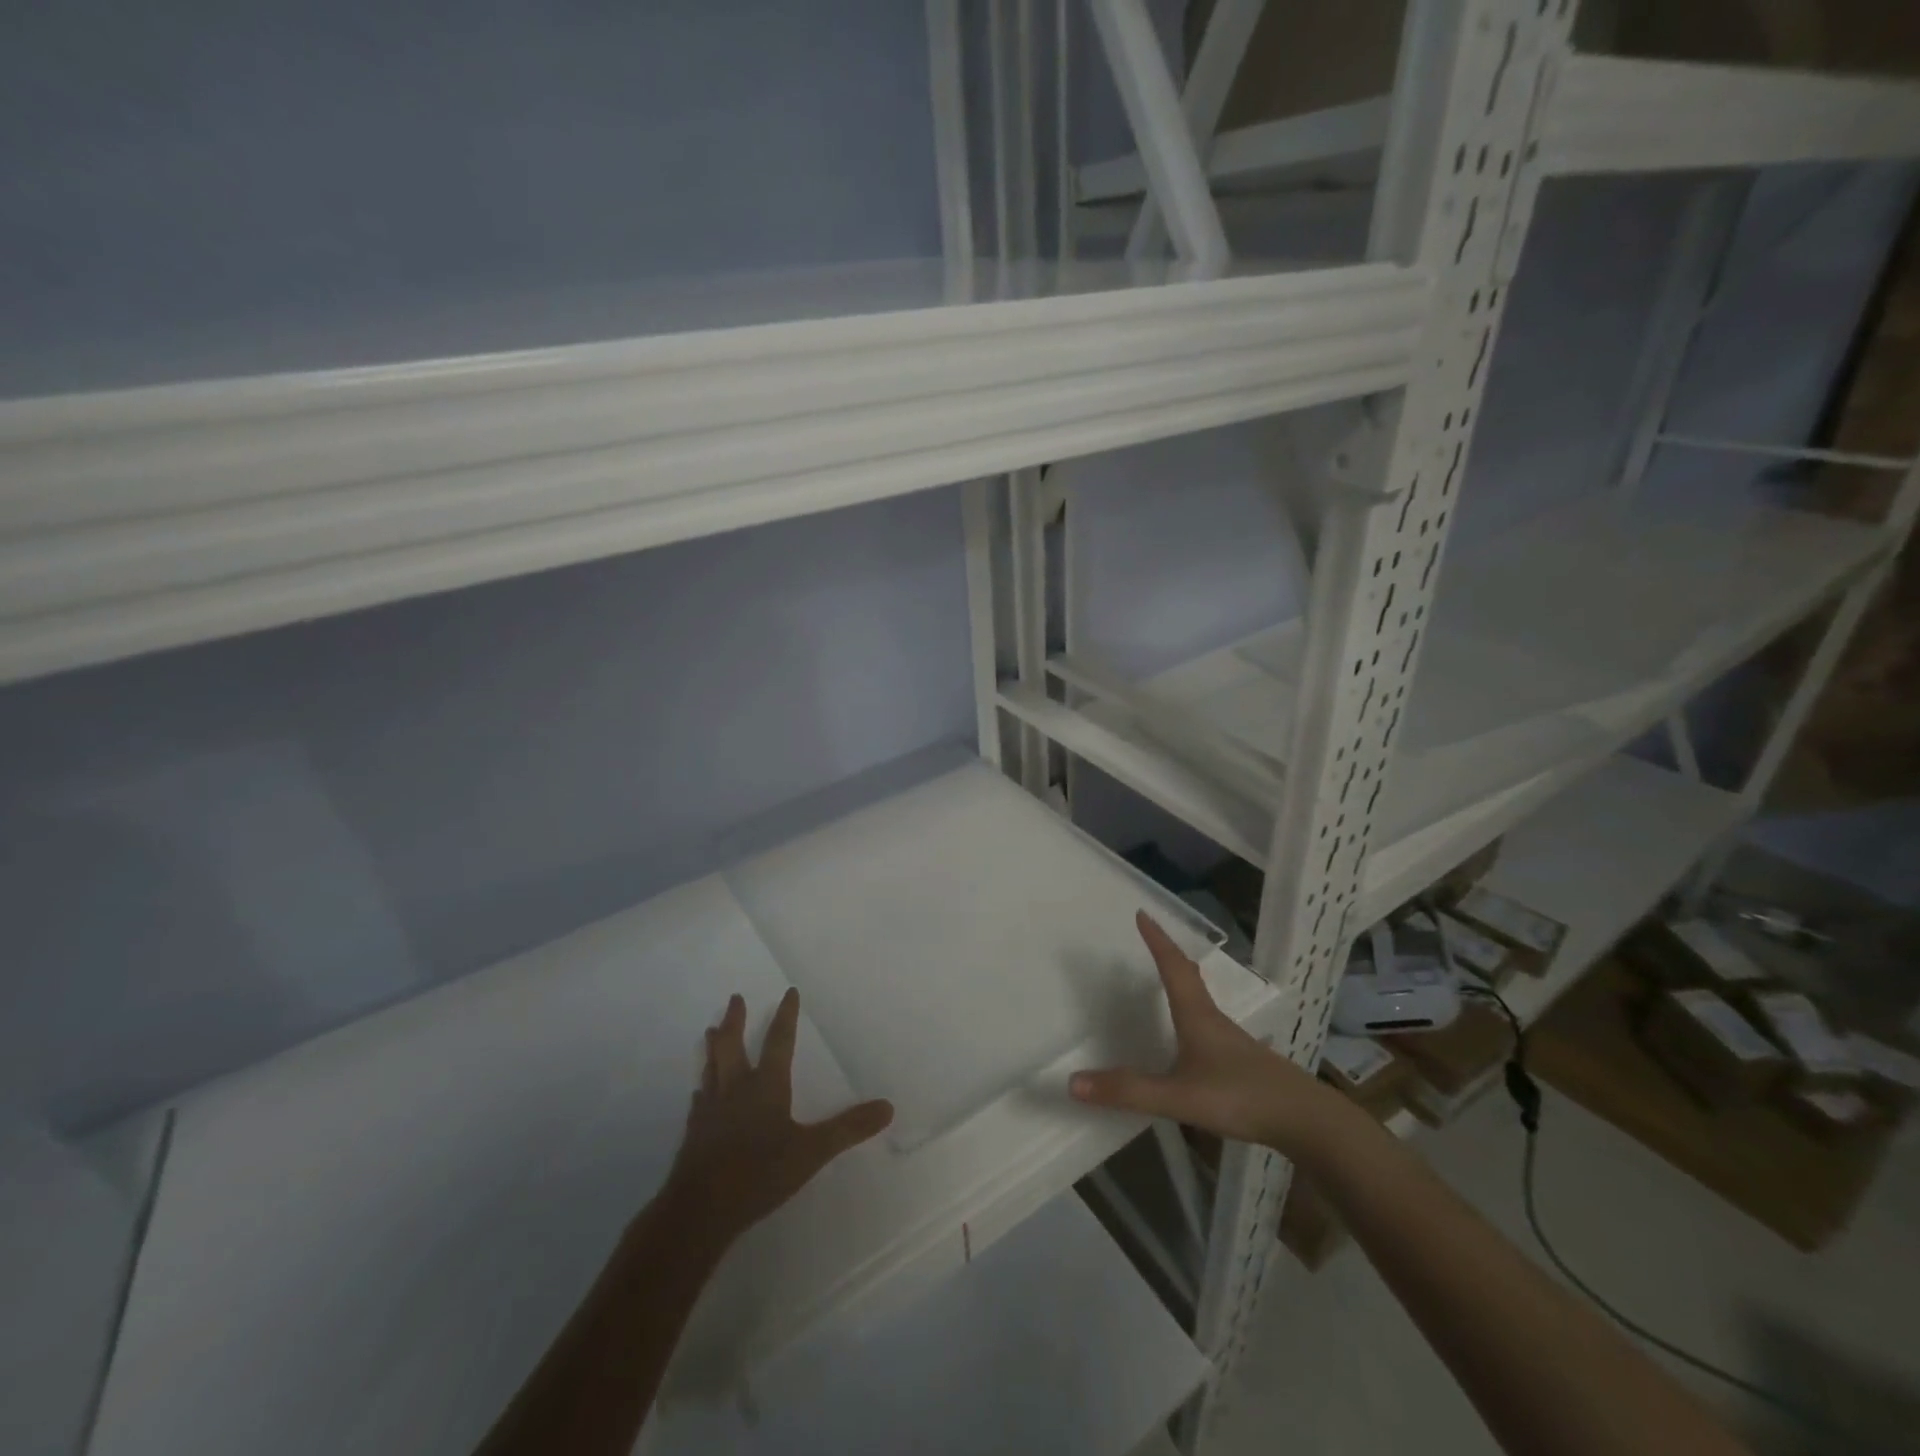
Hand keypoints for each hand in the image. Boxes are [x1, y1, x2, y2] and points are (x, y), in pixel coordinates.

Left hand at [662, 988, 893, 1249]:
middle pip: (733, 1045)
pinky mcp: (694, 1133)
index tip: (789, 991)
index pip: (780, 1041)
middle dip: (736, 1020)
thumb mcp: (812, 1151)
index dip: (786, 1015)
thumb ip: (848, 1128)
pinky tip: (699, 1093)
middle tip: (735, 998)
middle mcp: (736, 1089)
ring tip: (710, 1031)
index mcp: (766, 1086)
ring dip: (714, 1047)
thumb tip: (888, 1106)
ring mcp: (711, 1110)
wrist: (699, 1209)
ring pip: (712, 1067)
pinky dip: (703, 1089)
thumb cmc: (759, 1173)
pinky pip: (699, 1101)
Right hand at [1070, 911, 1341, 1155]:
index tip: (1143, 914)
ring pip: (1202, 1002)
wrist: (1307, 1121)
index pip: (1173, 967)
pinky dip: (1194, 1016)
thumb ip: (1129, 1090)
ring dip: (1183, 983)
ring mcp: (1233, 1042)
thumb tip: (1073, 1081)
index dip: (1157, 940)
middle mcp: (1214, 1020)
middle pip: (1189, 977)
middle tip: (1151, 938)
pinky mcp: (1245, 1064)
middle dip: (1168, 955)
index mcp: (1197, 1016)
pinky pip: (1211, 1027)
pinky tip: (1194, 1039)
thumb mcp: (1179, 1098)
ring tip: (1167, 980)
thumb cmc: (1241, 1098)